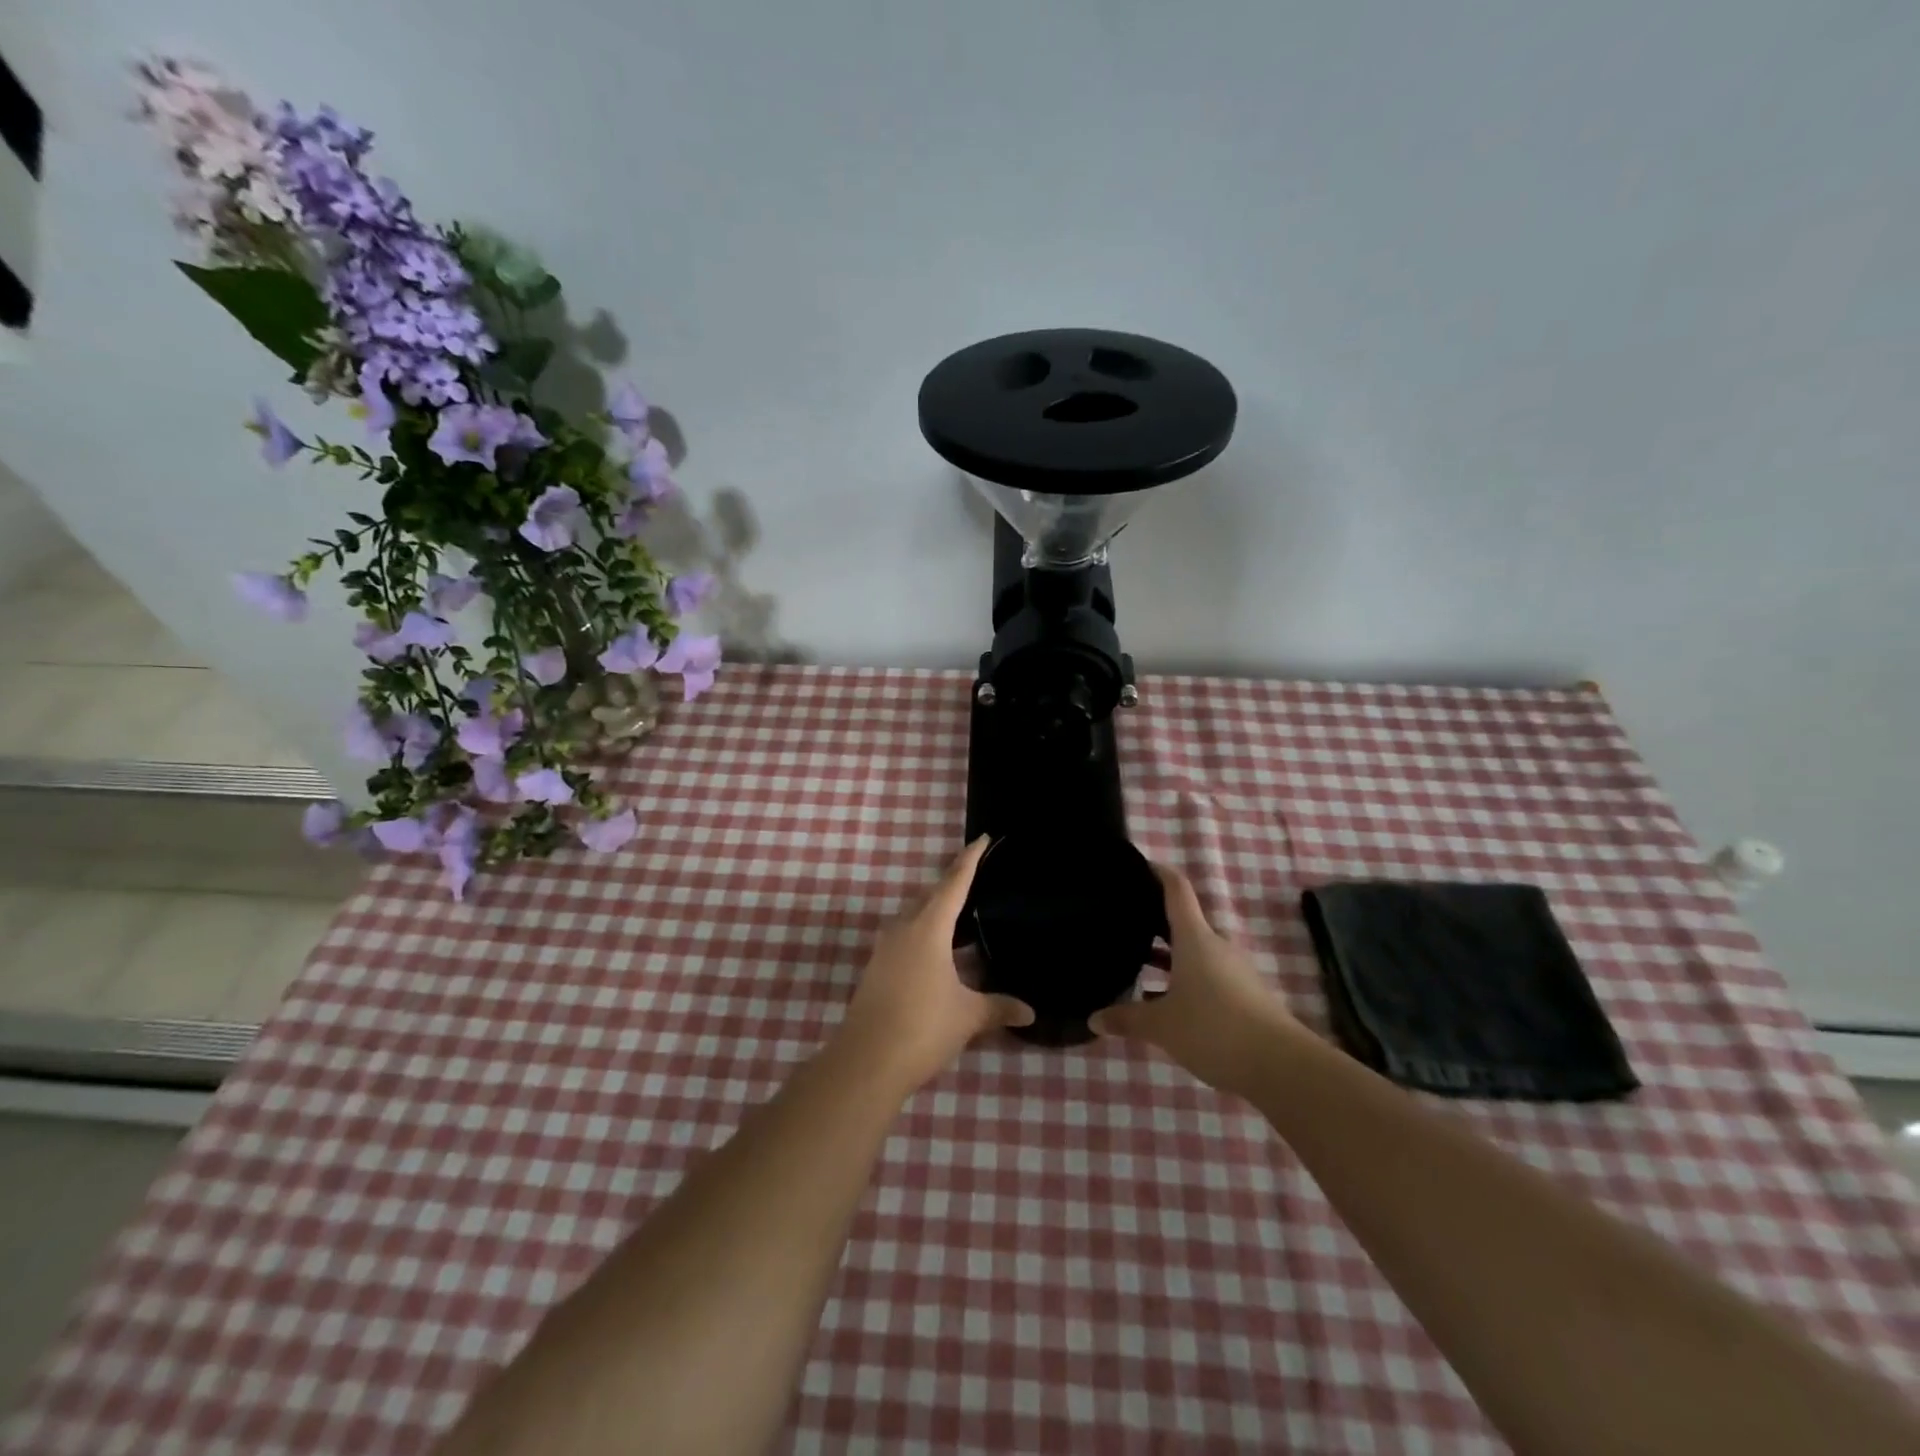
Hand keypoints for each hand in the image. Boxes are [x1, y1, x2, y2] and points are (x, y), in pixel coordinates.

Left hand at [832, 836, 1034, 1095]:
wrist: (865, 1062)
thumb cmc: (922, 1028)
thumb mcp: (968, 1016)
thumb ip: (999, 1007)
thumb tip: (1030, 1012)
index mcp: (928, 928)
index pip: (953, 883)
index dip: (969, 859)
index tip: (982, 838)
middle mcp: (904, 929)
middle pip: (931, 895)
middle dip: (952, 883)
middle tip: (977, 875)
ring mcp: (885, 948)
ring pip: (914, 915)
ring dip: (936, 909)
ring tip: (961, 913)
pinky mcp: (876, 968)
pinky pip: (905, 935)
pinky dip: (924, 932)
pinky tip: (939, 950)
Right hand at [1089, 863, 1302, 1095]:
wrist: (1281, 1067)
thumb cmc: (1214, 1029)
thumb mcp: (1161, 1026)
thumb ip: (1126, 1019)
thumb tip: (1093, 1018)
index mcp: (1195, 938)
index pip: (1177, 890)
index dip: (1158, 872)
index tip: (1139, 865)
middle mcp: (1216, 946)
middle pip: (1184, 922)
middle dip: (1155, 922)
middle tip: (1124, 924)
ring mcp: (1234, 971)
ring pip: (1195, 952)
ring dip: (1168, 956)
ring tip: (1137, 964)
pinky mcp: (1245, 996)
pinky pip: (1208, 976)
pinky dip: (1185, 980)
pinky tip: (1166, 1002)